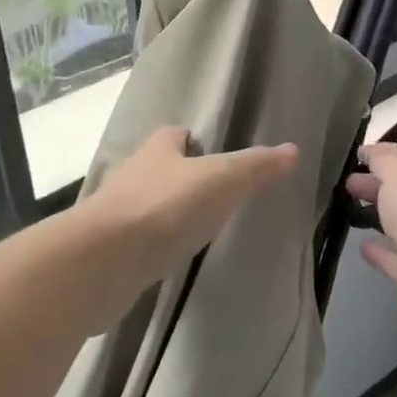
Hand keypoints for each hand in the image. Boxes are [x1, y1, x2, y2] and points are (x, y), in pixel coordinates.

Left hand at [80, 126, 299, 299]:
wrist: (103, 261)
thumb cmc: (166, 206)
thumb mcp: (222, 180)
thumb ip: (256, 166)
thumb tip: (293, 149)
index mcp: (159, 149)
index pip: (176, 135)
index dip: (195, 142)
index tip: (215, 156)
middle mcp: (134, 174)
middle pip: (161, 169)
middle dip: (182, 178)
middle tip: (214, 195)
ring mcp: (117, 213)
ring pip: (148, 204)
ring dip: (167, 213)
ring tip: (197, 228)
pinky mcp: (109, 251)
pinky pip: (138, 241)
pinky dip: (153, 246)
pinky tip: (170, 259)